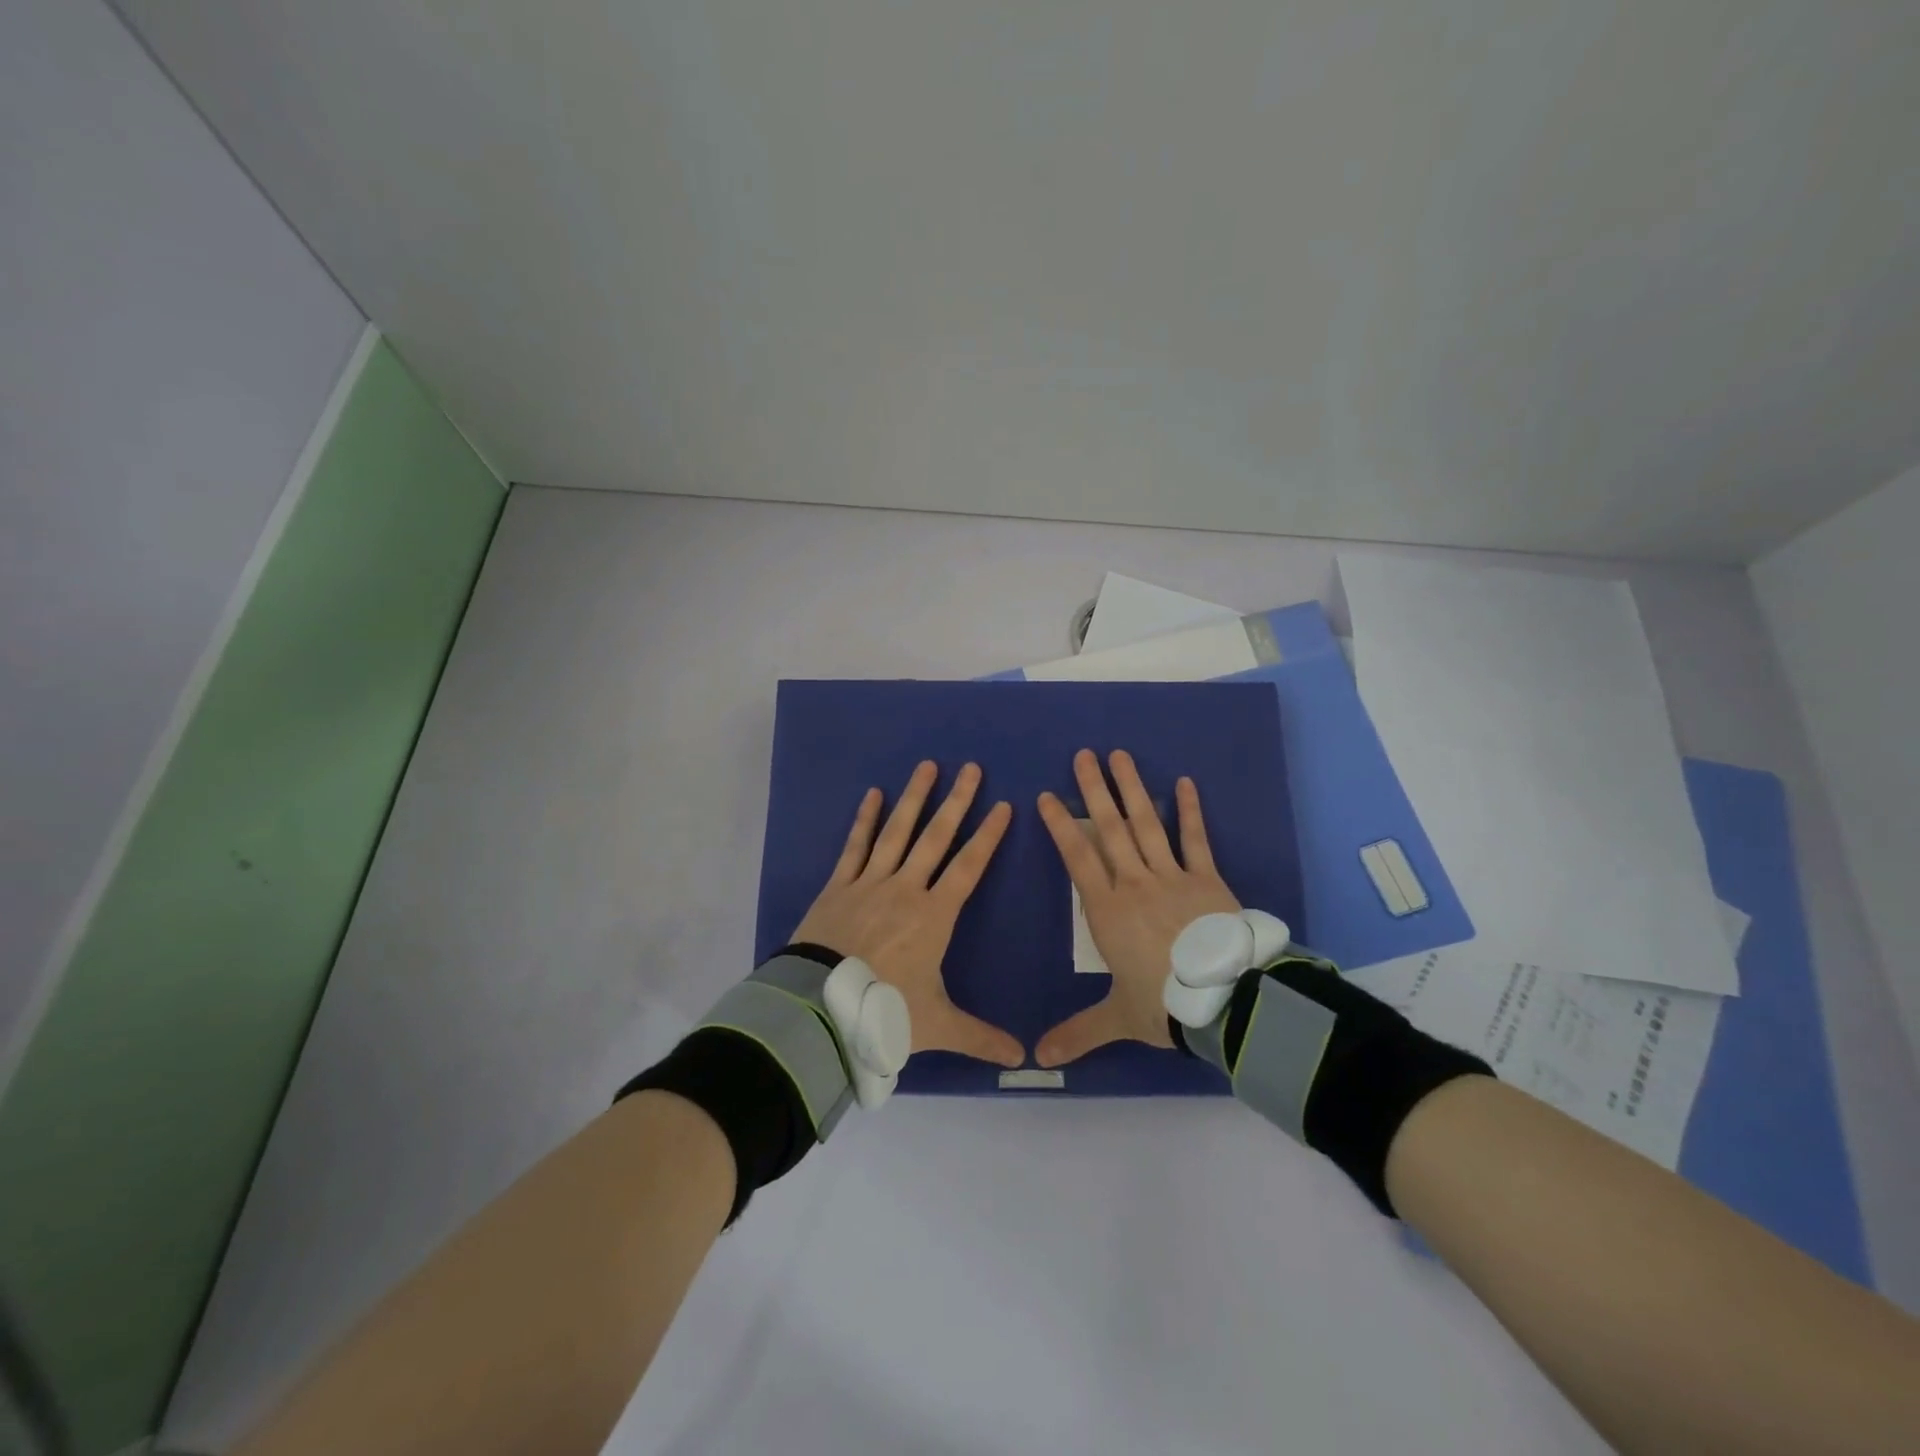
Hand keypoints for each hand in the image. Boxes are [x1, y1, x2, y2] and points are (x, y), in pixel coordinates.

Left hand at [792, 761, 1024, 1066]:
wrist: (819, 1006)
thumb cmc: (883, 1010)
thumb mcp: (936, 1026)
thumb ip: (980, 1038)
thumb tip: (1024, 1060)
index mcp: (934, 915)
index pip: (969, 867)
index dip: (988, 836)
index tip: (1004, 806)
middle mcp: (906, 889)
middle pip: (936, 837)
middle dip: (957, 802)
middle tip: (971, 769)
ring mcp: (870, 882)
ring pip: (897, 831)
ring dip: (914, 798)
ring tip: (928, 766)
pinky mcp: (839, 885)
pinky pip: (855, 845)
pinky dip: (865, 819)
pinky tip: (872, 794)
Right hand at [1034, 749, 1240, 1066]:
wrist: (1226, 1002)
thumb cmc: (1163, 1003)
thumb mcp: (1116, 1017)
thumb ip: (1077, 1033)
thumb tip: (1036, 1060)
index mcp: (1107, 909)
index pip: (1077, 857)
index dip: (1060, 825)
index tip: (1046, 796)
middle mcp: (1135, 883)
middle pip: (1110, 829)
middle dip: (1094, 790)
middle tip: (1083, 755)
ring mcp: (1172, 876)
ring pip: (1147, 824)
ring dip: (1132, 788)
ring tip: (1119, 755)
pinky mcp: (1207, 879)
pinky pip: (1196, 840)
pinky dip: (1190, 812)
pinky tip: (1184, 783)